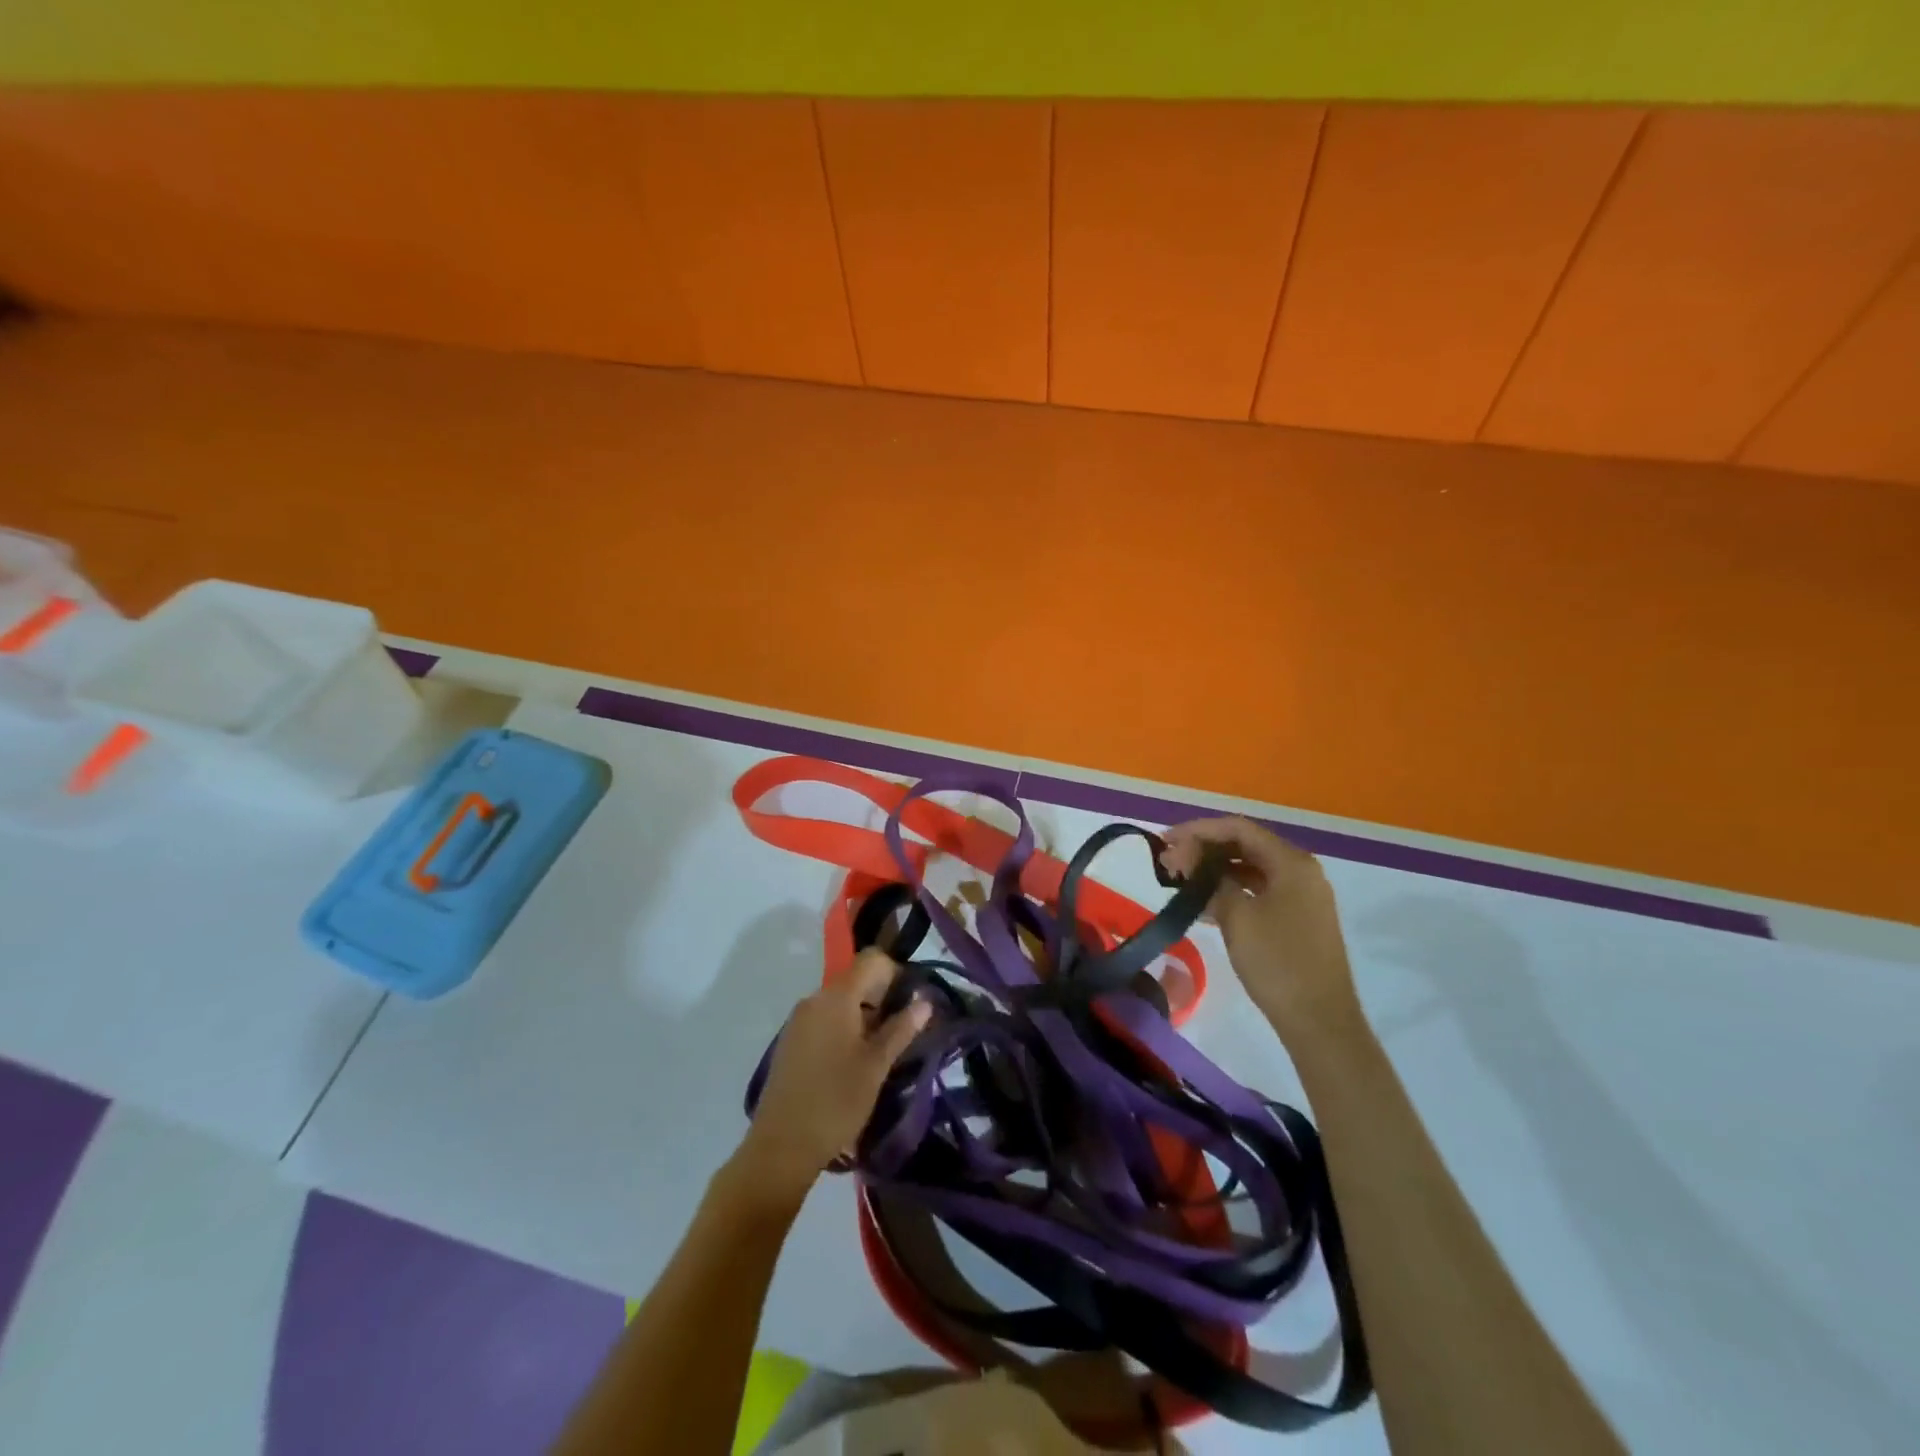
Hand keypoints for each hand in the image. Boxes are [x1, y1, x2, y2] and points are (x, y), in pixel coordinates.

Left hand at [735, 950, 930, 1204]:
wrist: (781, 1147)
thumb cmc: (836, 1102)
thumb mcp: (877, 1065)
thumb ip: (902, 1028)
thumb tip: (925, 1000)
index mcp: (837, 996)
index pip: (872, 959)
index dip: (896, 972)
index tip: (911, 1002)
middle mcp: (814, 998)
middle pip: (856, 980)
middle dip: (882, 998)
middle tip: (901, 1032)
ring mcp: (798, 1019)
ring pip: (840, 1002)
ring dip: (864, 1016)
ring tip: (880, 1053)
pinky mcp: (791, 1040)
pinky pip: (824, 1019)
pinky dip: (844, 1029)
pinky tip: (852, 1063)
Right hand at [1160, 817, 1361, 1042]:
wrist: (1319, 1022)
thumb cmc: (1278, 963)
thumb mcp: (1237, 917)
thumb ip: (1211, 880)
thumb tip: (1187, 858)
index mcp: (1292, 863)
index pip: (1239, 829)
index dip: (1199, 830)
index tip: (1165, 840)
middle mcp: (1300, 871)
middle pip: (1245, 845)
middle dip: (1204, 849)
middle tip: (1169, 861)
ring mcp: (1301, 896)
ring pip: (1250, 869)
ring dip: (1215, 870)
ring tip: (1179, 880)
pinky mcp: (1296, 918)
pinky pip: (1258, 891)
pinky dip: (1230, 890)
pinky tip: (1202, 903)